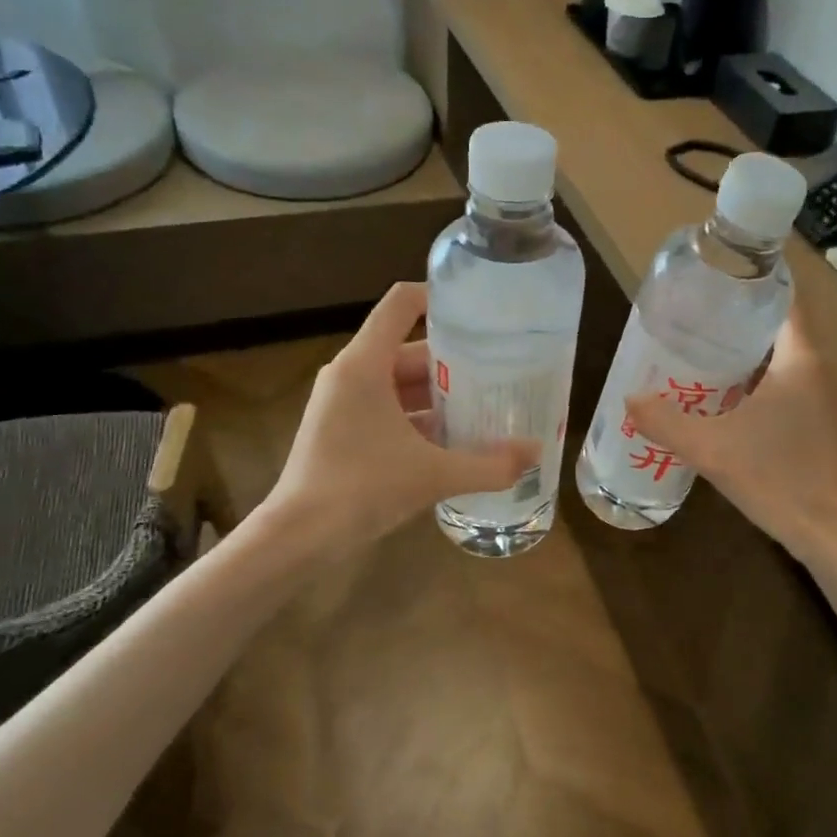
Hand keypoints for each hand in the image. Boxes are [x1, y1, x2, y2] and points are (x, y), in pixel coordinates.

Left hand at [257, 283, 538, 550]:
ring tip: (488, 404)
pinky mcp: (344, 429)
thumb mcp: (433, 474)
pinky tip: (457, 439)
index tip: (482, 312)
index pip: (401, 304)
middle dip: (456, 361)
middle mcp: (352, 374)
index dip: (440, 298)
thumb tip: (537, 453)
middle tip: (502, 370)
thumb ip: (489, 464)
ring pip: (402, 383)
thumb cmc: (361, 488)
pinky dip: (422, 418)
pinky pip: (391, 409)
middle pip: (410, 348)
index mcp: (364, 364)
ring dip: (441, 394)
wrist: (299, 538)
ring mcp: (345, 403)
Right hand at [625, 301, 836, 561]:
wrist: (832, 531)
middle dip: (734, 318)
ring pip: (778, 357)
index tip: (712, 277)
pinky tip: (718, 397)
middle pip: (776, 325)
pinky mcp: (816, 421)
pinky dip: (751, 380)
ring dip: (741, 352)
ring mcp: (820, 396)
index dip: (752, 280)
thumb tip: (630, 399)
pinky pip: (781, 384)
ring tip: (695, 350)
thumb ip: (666, 422)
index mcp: (802, 357)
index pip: (784, 297)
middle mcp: (817, 367)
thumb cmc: (779, 476)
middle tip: (689, 317)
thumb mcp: (712, 447)